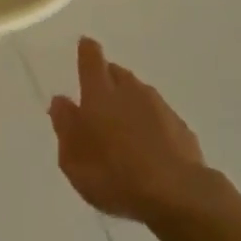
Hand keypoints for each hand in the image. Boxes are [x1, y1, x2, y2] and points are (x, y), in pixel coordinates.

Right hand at [49, 38, 212, 227]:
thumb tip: (60, 101)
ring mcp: (159, 107)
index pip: (91, 59)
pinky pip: (159, 116)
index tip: (85, 45)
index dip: (87, 50)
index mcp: (99, 94)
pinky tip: (148, 146)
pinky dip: (150, 122)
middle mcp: (130, 91)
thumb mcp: (74, 160)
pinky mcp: (180, 127)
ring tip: (122, 126)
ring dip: (129, 101)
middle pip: (117, 73)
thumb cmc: (115, 177)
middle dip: (107, 78)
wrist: (177, 195)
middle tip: (98, 98)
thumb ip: (65, 127)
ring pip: (139, 93)